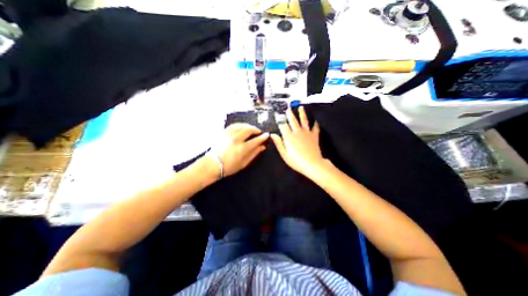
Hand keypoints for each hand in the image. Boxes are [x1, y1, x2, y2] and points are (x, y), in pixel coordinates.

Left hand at [208, 123, 269, 178]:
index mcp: (242, 148)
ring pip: (241, 126)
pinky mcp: (223, 133)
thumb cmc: (229, 167)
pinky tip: (242, 127)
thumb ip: (254, 154)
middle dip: (256, 130)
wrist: (213, 165)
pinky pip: (233, 125)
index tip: (267, 135)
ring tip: (251, 128)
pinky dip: (240, 125)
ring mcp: (229, 135)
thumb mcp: (244, 163)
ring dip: (248, 126)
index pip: (256, 140)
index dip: (263, 137)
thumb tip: (262, 147)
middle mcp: (236, 139)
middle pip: (249, 130)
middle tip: (259, 132)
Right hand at [272, 106, 326, 177]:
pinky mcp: (314, 135)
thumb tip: (273, 135)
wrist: (312, 164)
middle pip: (293, 120)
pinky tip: (316, 119)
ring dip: (302, 113)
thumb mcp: (284, 154)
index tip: (278, 116)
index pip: (283, 126)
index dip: (280, 120)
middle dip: (290, 114)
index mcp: (289, 137)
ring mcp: (306, 133)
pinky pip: (315, 127)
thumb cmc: (296, 161)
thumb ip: (278, 143)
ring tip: (301, 107)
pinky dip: (316, 123)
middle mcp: (297, 132)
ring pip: (303, 120)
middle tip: (288, 109)